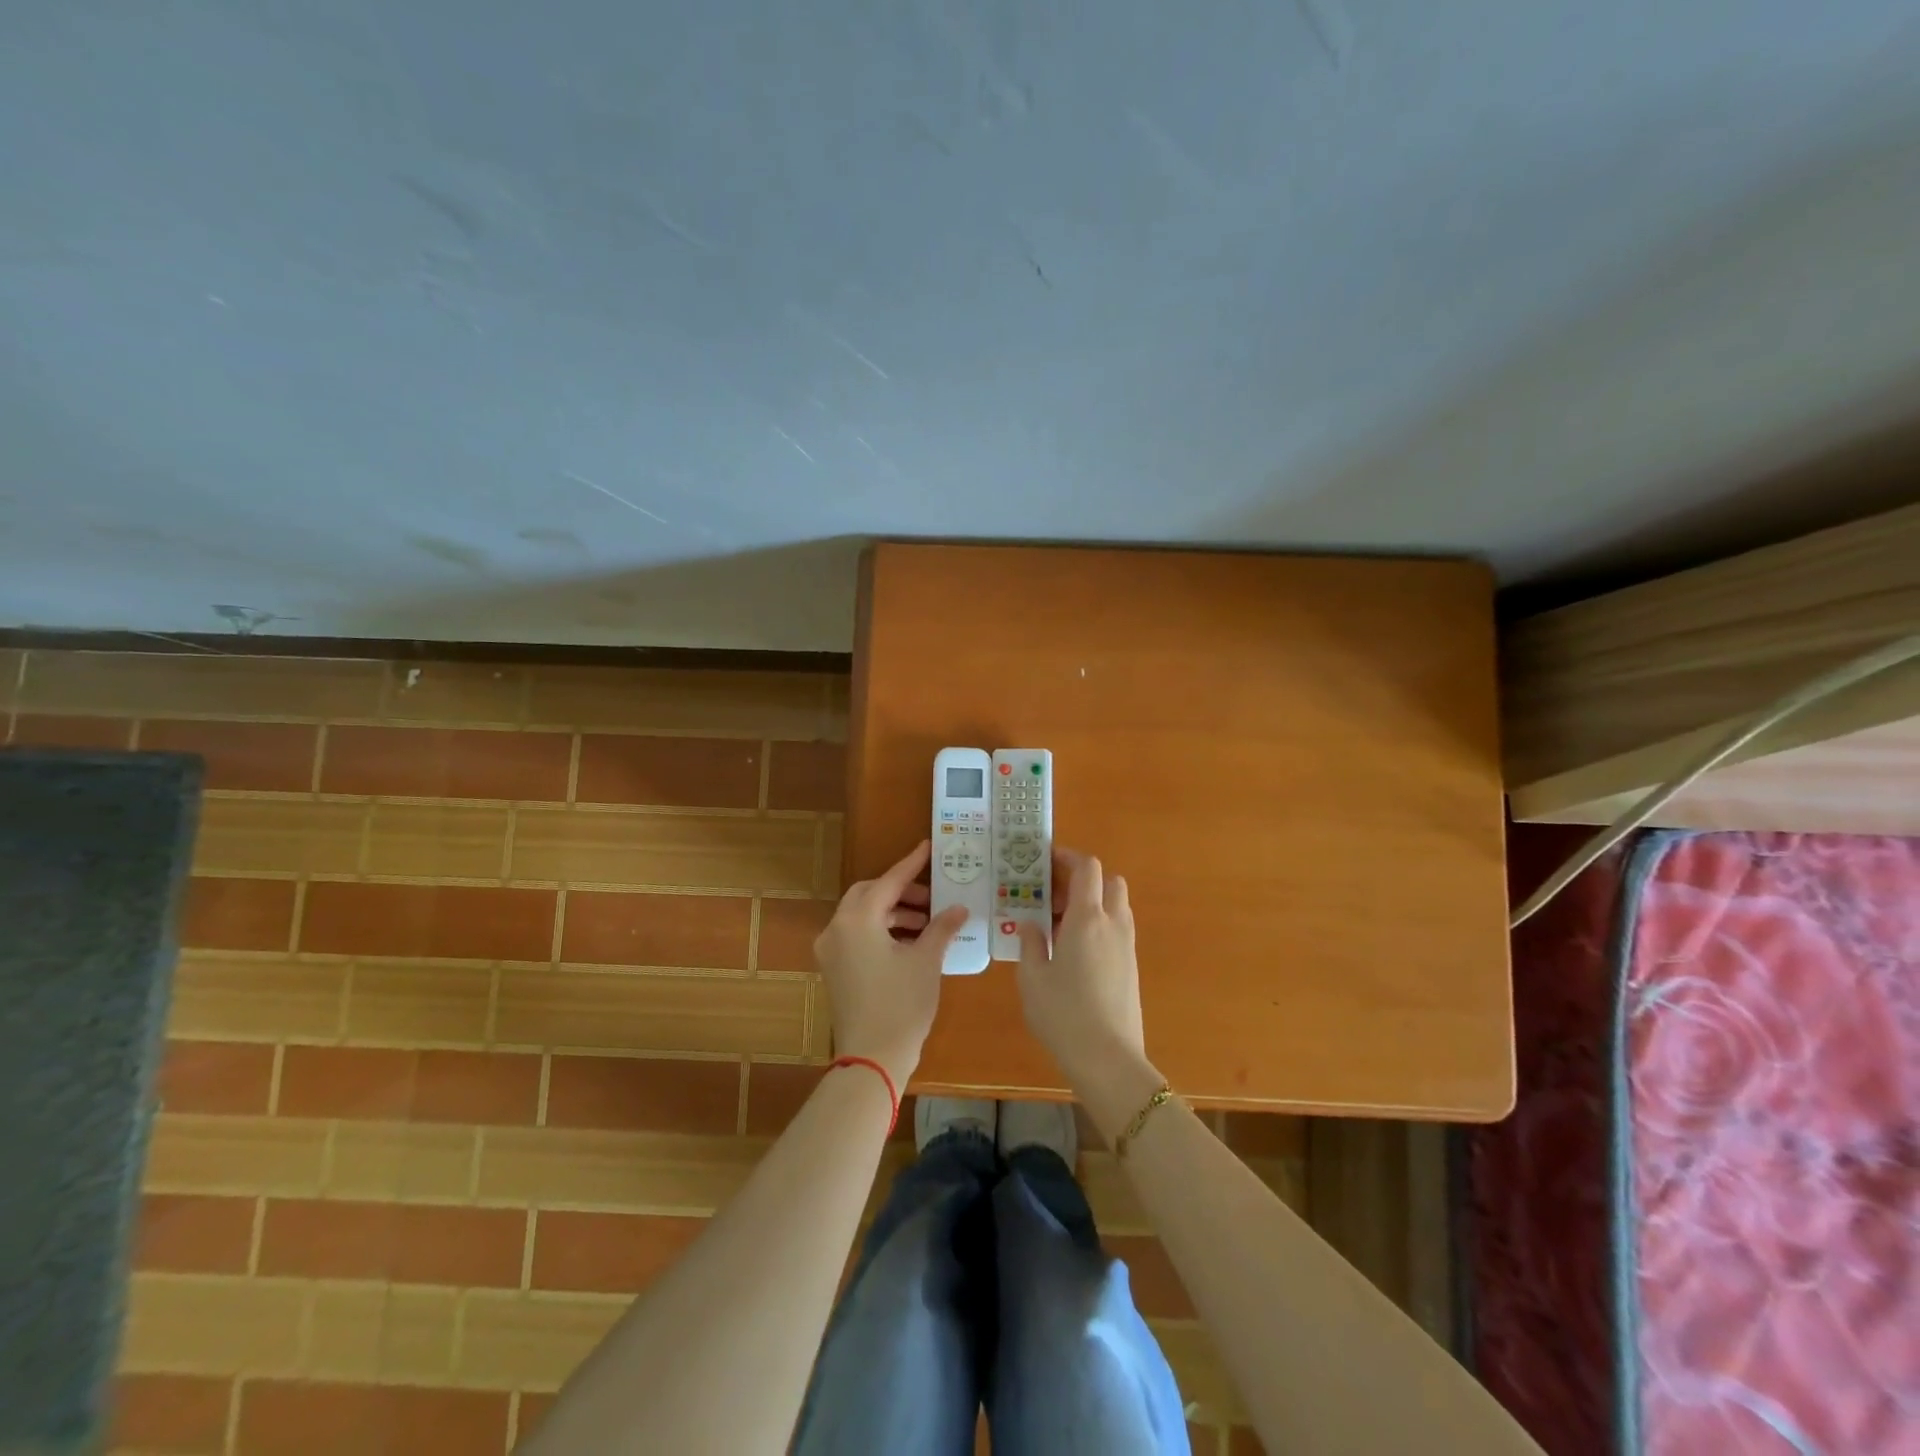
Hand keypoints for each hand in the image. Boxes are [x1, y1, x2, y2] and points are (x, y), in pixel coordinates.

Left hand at [814, 840, 967, 1088]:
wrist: (872, 1059)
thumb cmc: (901, 1004)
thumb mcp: (926, 961)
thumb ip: (941, 928)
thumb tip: (958, 908)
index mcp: (858, 920)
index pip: (888, 882)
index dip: (911, 864)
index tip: (927, 848)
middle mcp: (837, 928)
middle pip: (869, 894)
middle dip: (900, 891)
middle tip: (931, 897)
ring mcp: (831, 950)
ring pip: (862, 915)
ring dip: (892, 912)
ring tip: (927, 923)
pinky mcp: (833, 969)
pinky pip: (857, 935)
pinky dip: (881, 930)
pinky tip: (910, 942)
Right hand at [1016, 848, 1161, 1138]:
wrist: (1109, 1059)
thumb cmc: (1063, 1013)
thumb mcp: (1032, 977)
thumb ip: (1031, 942)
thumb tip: (1032, 925)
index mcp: (1087, 918)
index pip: (1087, 868)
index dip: (1068, 857)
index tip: (1046, 861)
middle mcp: (1113, 924)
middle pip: (1109, 881)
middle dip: (1084, 879)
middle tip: (1054, 894)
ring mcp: (1127, 946)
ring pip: (1116, 906)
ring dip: (1093, 902)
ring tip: (1061, 924)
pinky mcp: (1132, 967)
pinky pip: (1118, 929)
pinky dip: (1100, 925)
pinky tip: (1074, 950)